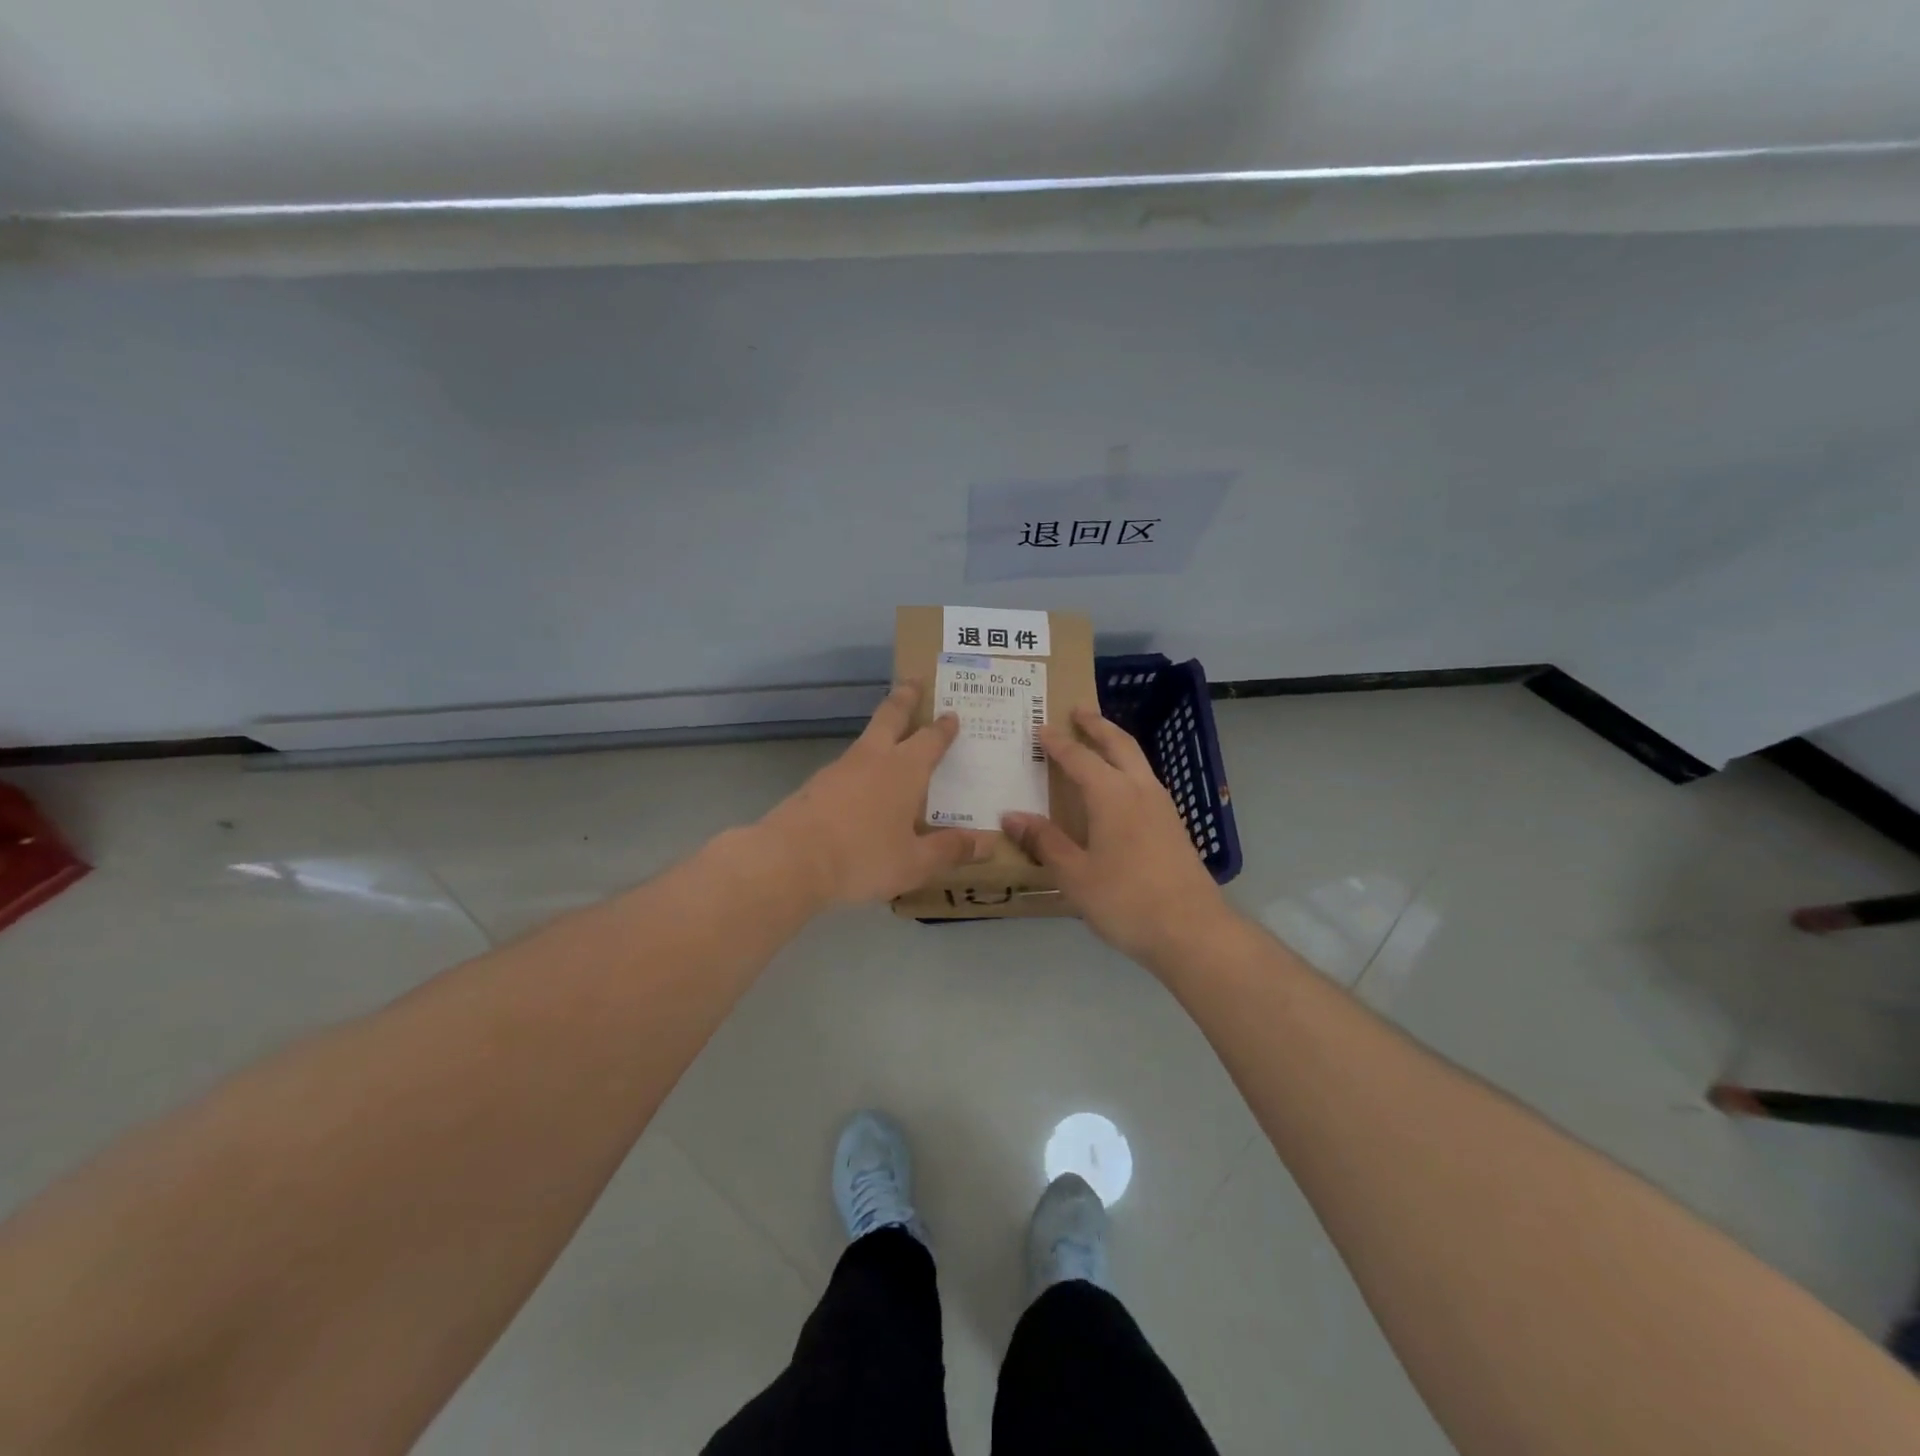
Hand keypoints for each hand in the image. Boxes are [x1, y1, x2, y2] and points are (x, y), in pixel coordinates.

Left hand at [760, 682, 994, 904]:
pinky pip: (848, 765)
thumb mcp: (914, 862)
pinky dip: (861, 764)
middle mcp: (873, 758)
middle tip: (914, 681)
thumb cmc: (863, 856)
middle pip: (891, 716)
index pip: (931, 739)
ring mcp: (840, 768)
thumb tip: (988, 844)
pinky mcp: (816, 784)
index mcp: (905, 769)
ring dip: (881, 730)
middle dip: (905, 698)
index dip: (944, 727)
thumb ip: (950, 850)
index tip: (952, 714)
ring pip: (866, 738)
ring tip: (891, 736)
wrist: (791, 860)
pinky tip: (862, 782)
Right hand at [1003, 705, 1231, 964]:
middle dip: (1097, 724)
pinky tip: (1120, 788)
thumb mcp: (1075, 875)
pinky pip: (1146, 781)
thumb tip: (1011, 816)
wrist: (1193, 931)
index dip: (1057, 743)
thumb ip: (1044, 842)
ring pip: (1138, 760)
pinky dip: (1128, 768)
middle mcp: (1140, 790)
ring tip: (1099, 741)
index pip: (1079, 758)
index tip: (1040, 728)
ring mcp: (1163, 807)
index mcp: (1112, 795)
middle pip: (1119, 744)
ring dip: (1116, 743)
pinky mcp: (1174, 826)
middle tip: (1078, 709)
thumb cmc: (1126, 900)